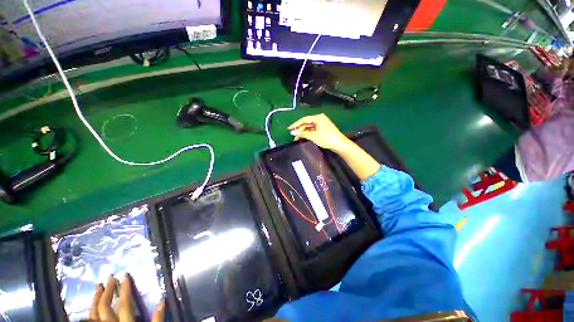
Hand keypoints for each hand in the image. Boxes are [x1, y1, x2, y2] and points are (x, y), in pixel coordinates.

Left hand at [89, 274, 164, 321]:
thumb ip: (157, 319)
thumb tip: (162, 301)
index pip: (123, 304)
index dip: (124, 289)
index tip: (125, 276)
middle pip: (104, 307)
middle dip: (107, 291)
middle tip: (110, 277)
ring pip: (93, 314)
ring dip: (95, 299)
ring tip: (98, 287)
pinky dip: (89, 312)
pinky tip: (91, 307)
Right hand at [288, 114, 351, 152]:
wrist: (340, 144)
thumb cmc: (326, 138)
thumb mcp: (313, 136)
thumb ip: (302, 134)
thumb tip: (293, 133)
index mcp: (318, 118)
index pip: (304, 120)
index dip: (296, 124)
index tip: (289, 129)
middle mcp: (320, 119)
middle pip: (307, 123)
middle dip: (300, 130)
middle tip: (293, 136)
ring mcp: (322, 124)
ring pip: (310, 128)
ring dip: (303, 133)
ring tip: (297, 139)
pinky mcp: (323, 130)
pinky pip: (313, 130)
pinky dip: (308, 134)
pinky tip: (304, 138)